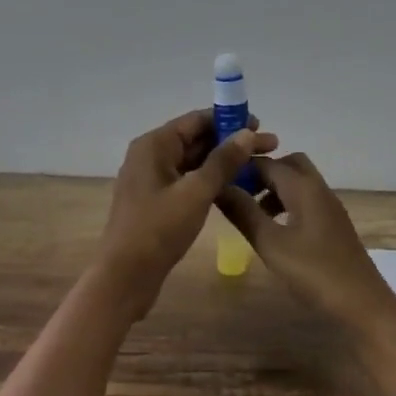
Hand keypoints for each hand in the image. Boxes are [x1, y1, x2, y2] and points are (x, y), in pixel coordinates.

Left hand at [98, 109, 276, 316]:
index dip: (229, 120)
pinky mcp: (156, 201)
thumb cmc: (159, 229)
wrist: (126, 275)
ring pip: (193, 162)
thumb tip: (247, 133)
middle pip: (196, 139)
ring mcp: (151, 179)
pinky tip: (234, 187)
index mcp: (154, 145)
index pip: (196, 120)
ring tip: (258, 167)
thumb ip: (223, 161)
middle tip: (269, 149)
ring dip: (223, 163)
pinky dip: (209, 180)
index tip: (261, 127)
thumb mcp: (196, 192)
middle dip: (231, 142)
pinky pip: (187, 180)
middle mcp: (150, 155)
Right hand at [216, 152, 395, 334]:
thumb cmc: (314, 272)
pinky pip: (306, 200)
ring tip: (251, 213)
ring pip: (298, 183)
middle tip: (238, 193)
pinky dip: (287, 204)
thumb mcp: (270, 243)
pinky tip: (275, 230)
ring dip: (273, 189)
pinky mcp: (334, 225)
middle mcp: (319, 189)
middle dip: (261, 173)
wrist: (362, 304)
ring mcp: (330, 207)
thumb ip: (244, 212)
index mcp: (303, 187)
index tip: (217, 178)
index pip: (266, 163)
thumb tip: (219, 186)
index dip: (241, 167)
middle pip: (288, 165)